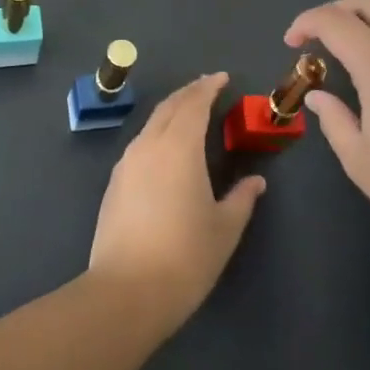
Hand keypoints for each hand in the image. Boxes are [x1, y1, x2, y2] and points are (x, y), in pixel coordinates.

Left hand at [87, 72, 265, 332]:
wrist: (126, 291)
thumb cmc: (185, 257)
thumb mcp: (224, 228)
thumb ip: (241, 199)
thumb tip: (255, 181)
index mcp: (179, 147)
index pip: (194, 103)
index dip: (208, 87)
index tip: (222, 78)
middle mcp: (149, 145)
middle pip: (169, 107)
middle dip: (189, 93)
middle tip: (207, 88)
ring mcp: (127, 164)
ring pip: (151, 124)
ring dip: (171, 112)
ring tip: (189, 114)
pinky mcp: (114, 184)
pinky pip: (139, 144)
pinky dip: (157, 133)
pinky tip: (165, 150)